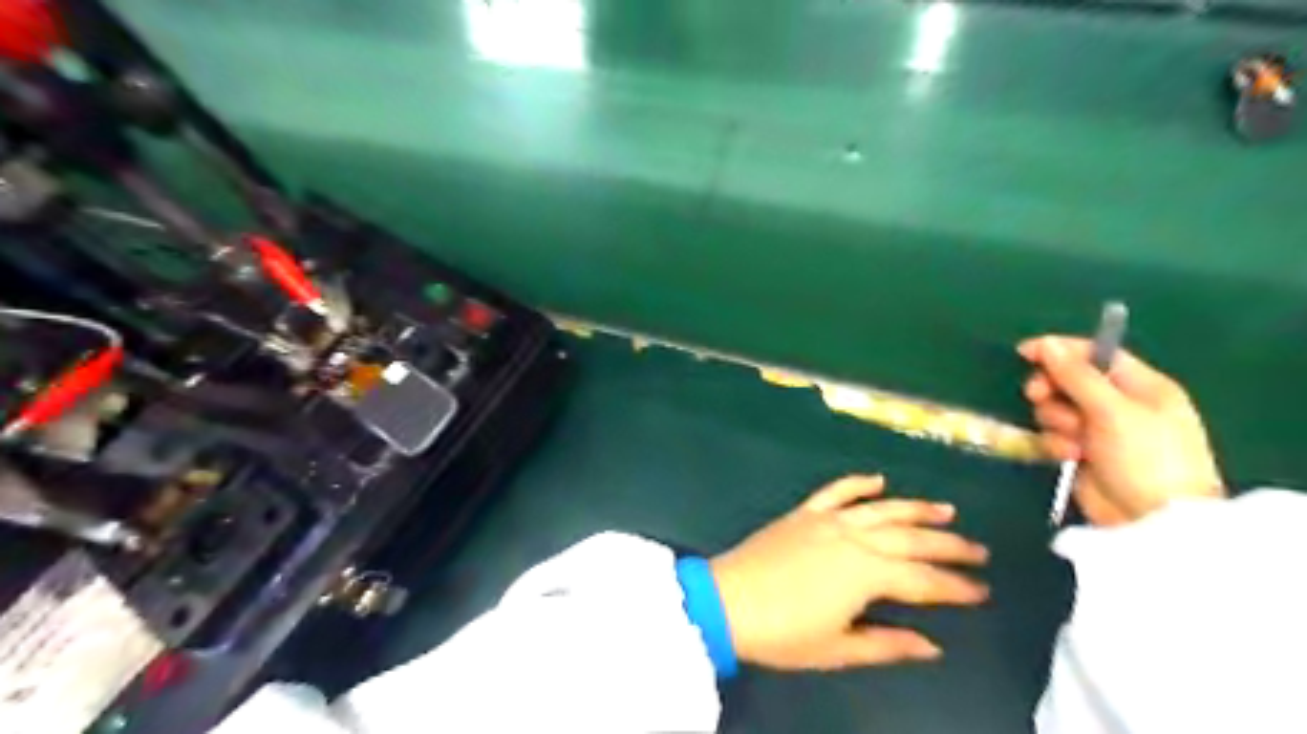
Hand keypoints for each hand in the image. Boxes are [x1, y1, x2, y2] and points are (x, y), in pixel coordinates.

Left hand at [711, 476, 985, 671]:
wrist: (727, 601)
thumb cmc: (783, 633)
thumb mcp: (839, 648)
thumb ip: (888, 644)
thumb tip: (933, 645)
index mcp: (866, 573)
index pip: (922, 579)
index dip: (954, 586)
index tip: (982, 590)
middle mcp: (853, 538)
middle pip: (910, 538)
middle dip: (948, 545)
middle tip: (978, 550)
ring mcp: (827, 520)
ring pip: (880, 509)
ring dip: (915, 507)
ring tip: (946, 509)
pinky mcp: (803, 513)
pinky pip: (835, 491)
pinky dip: (858, 483)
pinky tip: (877, 478)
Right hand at [1020, 337, 1226, 524]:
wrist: (1151, 521)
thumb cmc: (1146, 458)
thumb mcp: (1113, 411)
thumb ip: (1077, 376)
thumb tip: (1047, 343)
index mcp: (1141, 386)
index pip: (1095, 354)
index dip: (1060, 350)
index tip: (1025, 352)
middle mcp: (1120, 404)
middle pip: (1069, 380)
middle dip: (1052, 388)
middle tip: (1039, 396)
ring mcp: (1100, 430)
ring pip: (1057, 408)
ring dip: (1056, 420)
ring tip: (1072, 439)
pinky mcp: (1082, 452)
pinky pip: (1055, 435)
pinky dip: (1056, 442)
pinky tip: (1069, 455)